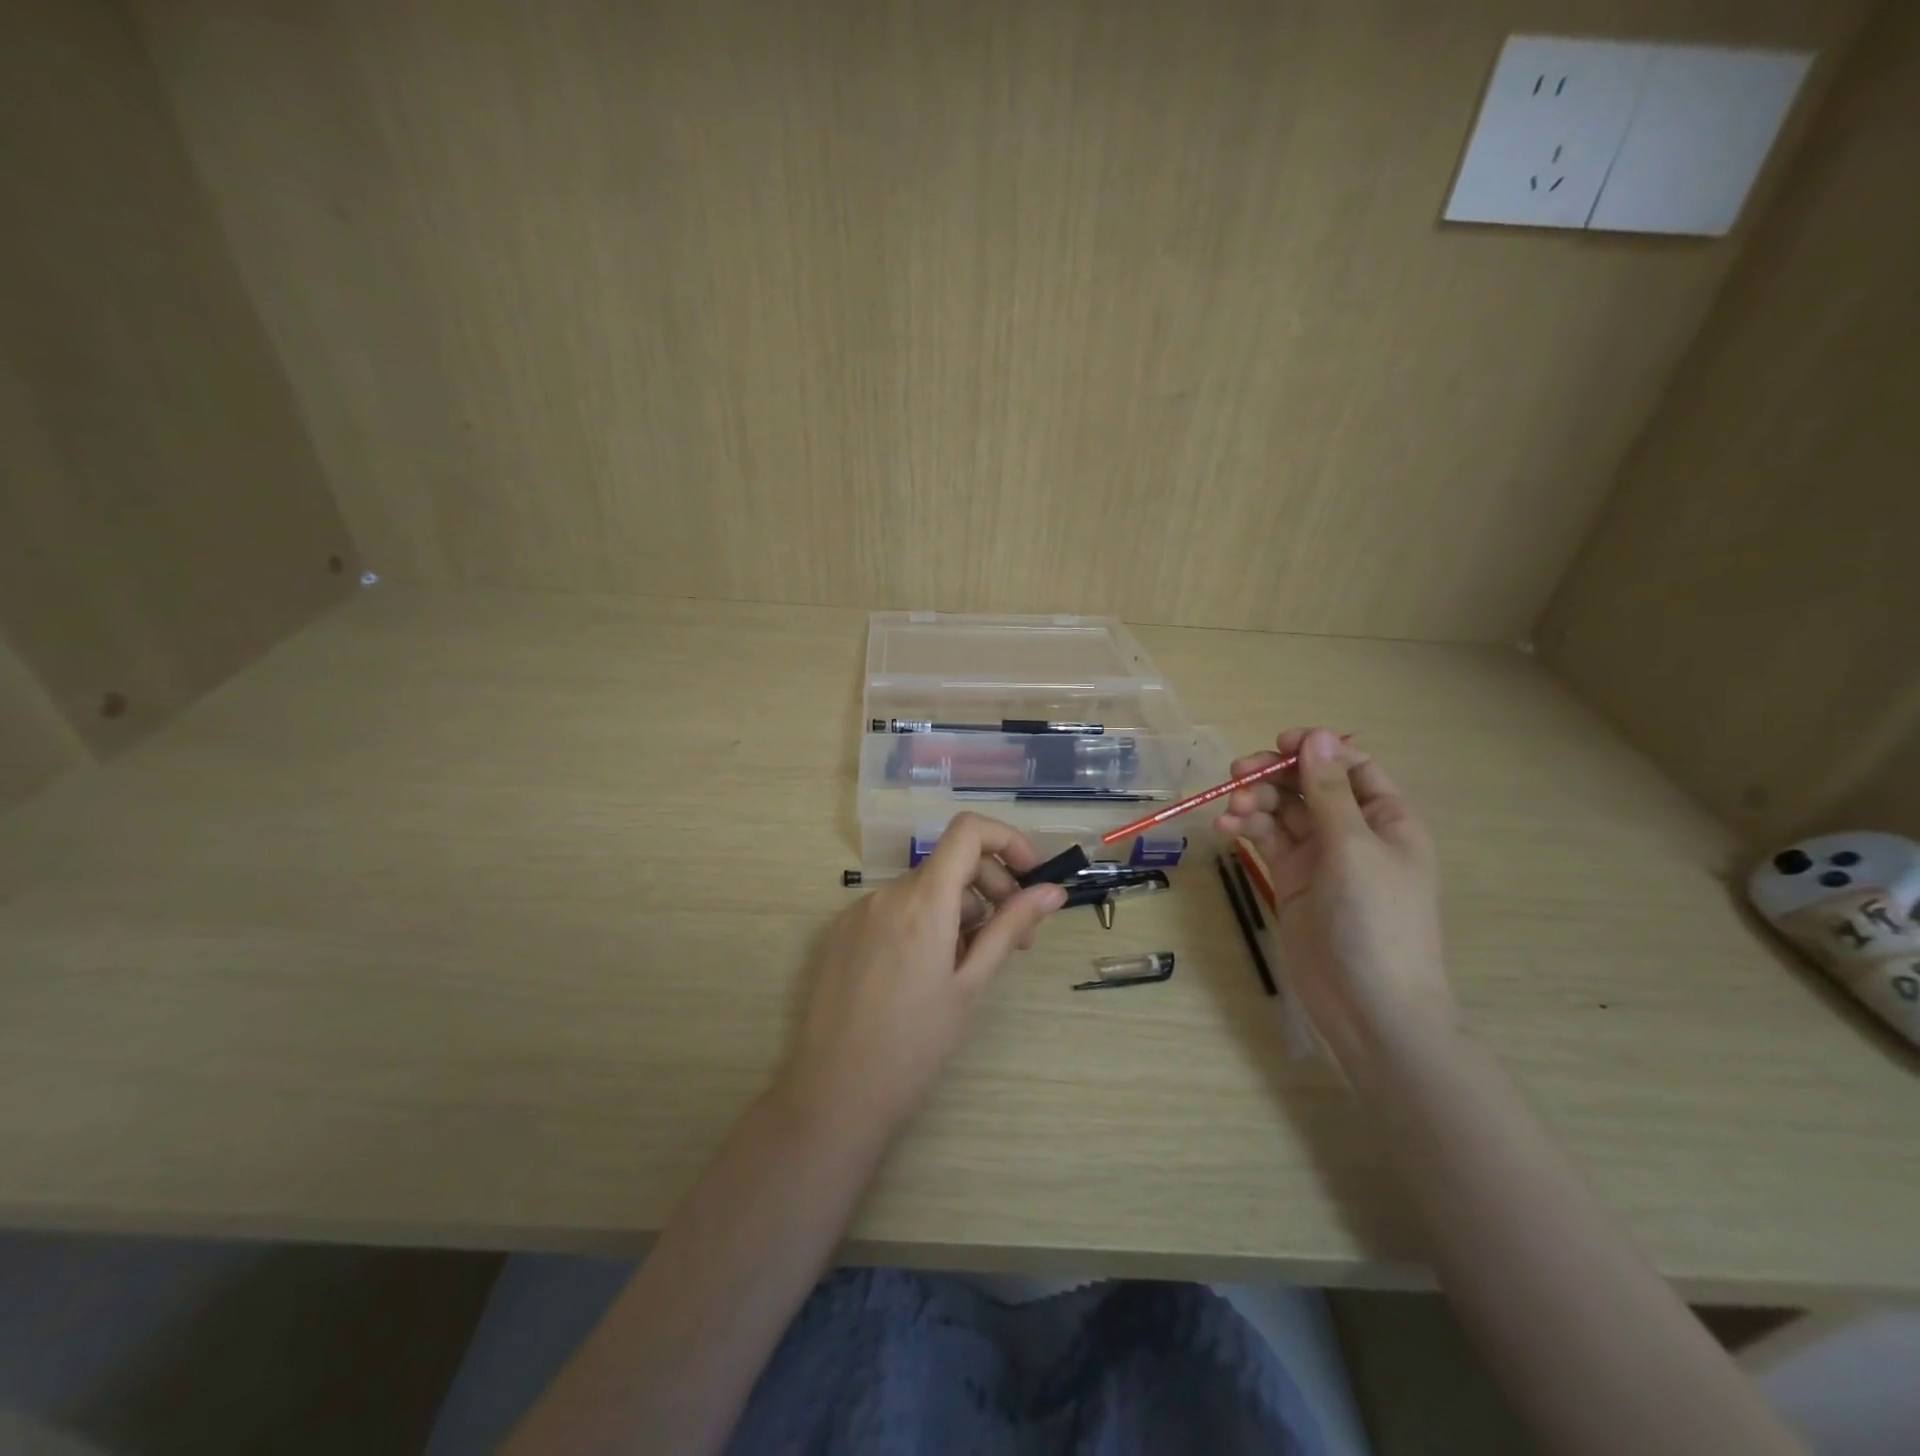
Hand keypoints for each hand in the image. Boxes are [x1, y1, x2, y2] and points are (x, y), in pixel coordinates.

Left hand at [781, 813, 1067, 1143]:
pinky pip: (895, 909)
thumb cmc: (915, 1045)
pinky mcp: (843, 931)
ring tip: (969, 964)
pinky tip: (927, 972)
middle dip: (991, 887)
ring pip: (924, 888)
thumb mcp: (971, 985)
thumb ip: (1010, 927)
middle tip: (1014, 939)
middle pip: (950, 862)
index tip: (1029, 878)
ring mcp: (859, 911)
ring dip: (959, 910)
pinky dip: (924, 921)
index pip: (968, 831)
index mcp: (923, 901)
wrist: (835, 1093)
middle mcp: (887, 893)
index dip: (1007, 841)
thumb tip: (1052, 891)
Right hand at [1213, 728, 1455, 1076]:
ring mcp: (1320, 857)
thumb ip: (1328, 791)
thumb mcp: (1353, 848)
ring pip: (1282, 811)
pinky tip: (1226, 829)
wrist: (1368, 1005)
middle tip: (1238, 774)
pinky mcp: (1291, 879)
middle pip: (1308, 785)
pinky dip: (1246, 829)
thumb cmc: (1376, 920)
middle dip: (1274, 776)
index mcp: (1386, 819)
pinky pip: (1266, 840)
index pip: (1351, 767)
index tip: (1278, 744)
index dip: (1316, 750)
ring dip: (1255, 803)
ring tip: (1231, 810)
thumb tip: (1317, 734)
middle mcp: (1353, 832)